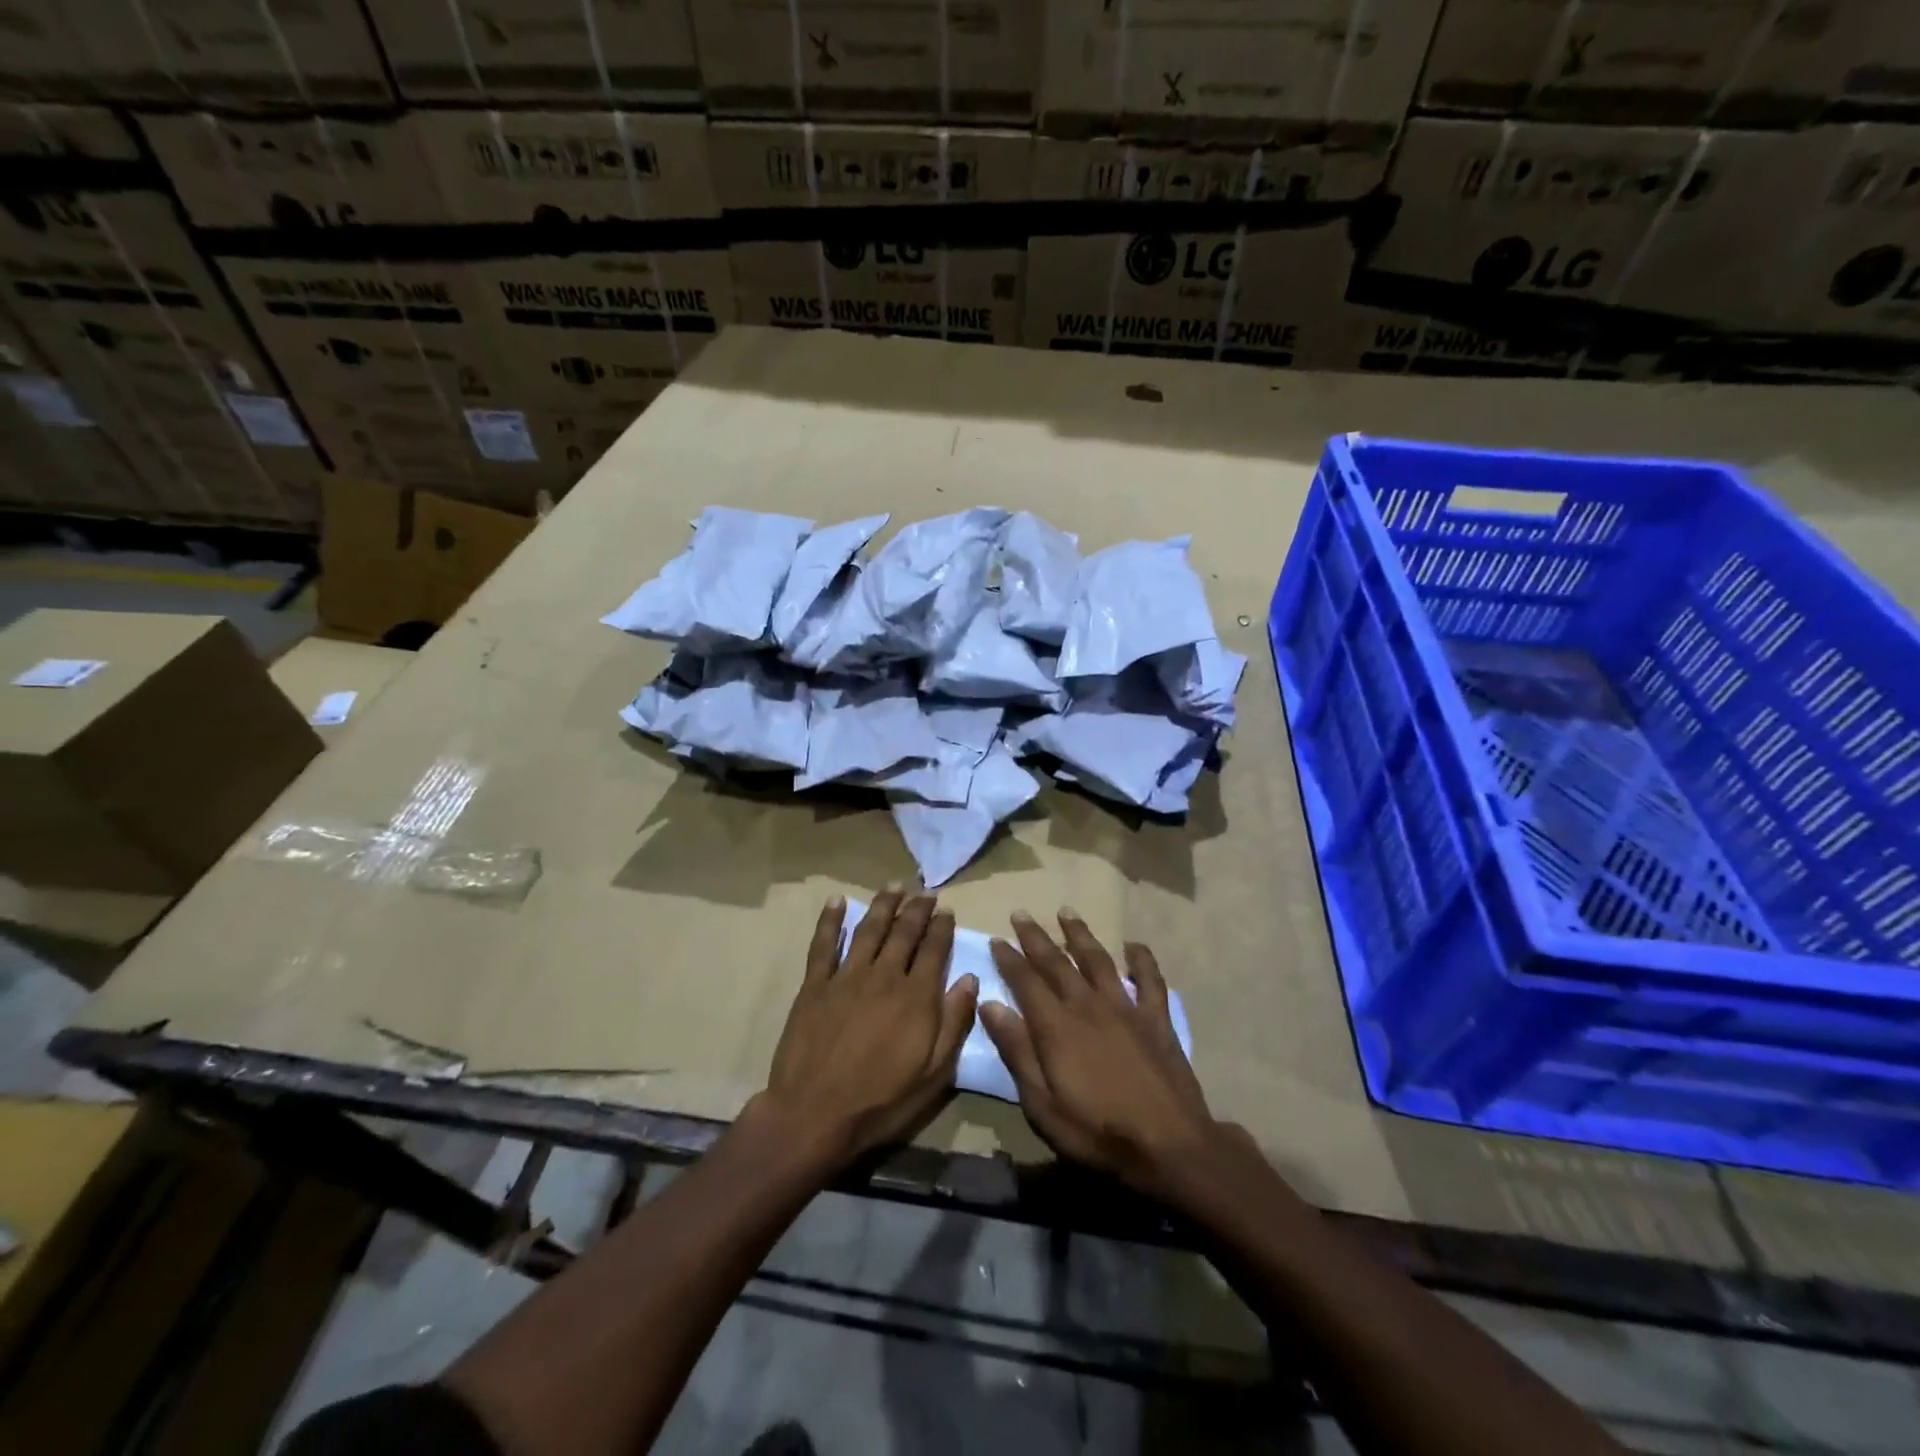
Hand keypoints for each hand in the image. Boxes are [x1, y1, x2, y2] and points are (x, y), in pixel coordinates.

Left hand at [759, 886, 978, 1168]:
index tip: (947, 910)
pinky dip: (830, 920)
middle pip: (904, 932)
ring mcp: (846, 977)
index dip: (942, 927)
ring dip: (884, 905)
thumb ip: (954, 1022)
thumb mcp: (933, 1074)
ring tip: (895, 885)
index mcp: (916, 996)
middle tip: (926, 892)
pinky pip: (823, 944)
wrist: (815, 1114)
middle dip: (917, 909)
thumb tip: (969, 978)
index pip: (934, 950)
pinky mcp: (815, 985)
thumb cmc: (881, 1101)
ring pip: (869, 929)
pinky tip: (837, 900)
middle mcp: (884, 976)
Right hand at [981, 910, 1234, 1194]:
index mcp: (1056, 1026)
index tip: (997, 939)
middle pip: (1057, 962)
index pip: (1026, 981)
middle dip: (1036, 937)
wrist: (1170, 1147)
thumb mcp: (1043, 1105)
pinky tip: (1133, 945)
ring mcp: (1126, 1007)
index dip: (1009, 959)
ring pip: (1097, 960)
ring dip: (1080, 934)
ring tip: (1066, 912)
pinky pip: (1150, 979)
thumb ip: (1017, 1051)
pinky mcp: (1156, 1019)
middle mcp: (1088, 1005)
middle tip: (1021, 914)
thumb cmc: (1098, 1132)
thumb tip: (990, 1005)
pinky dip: (1141, 959)